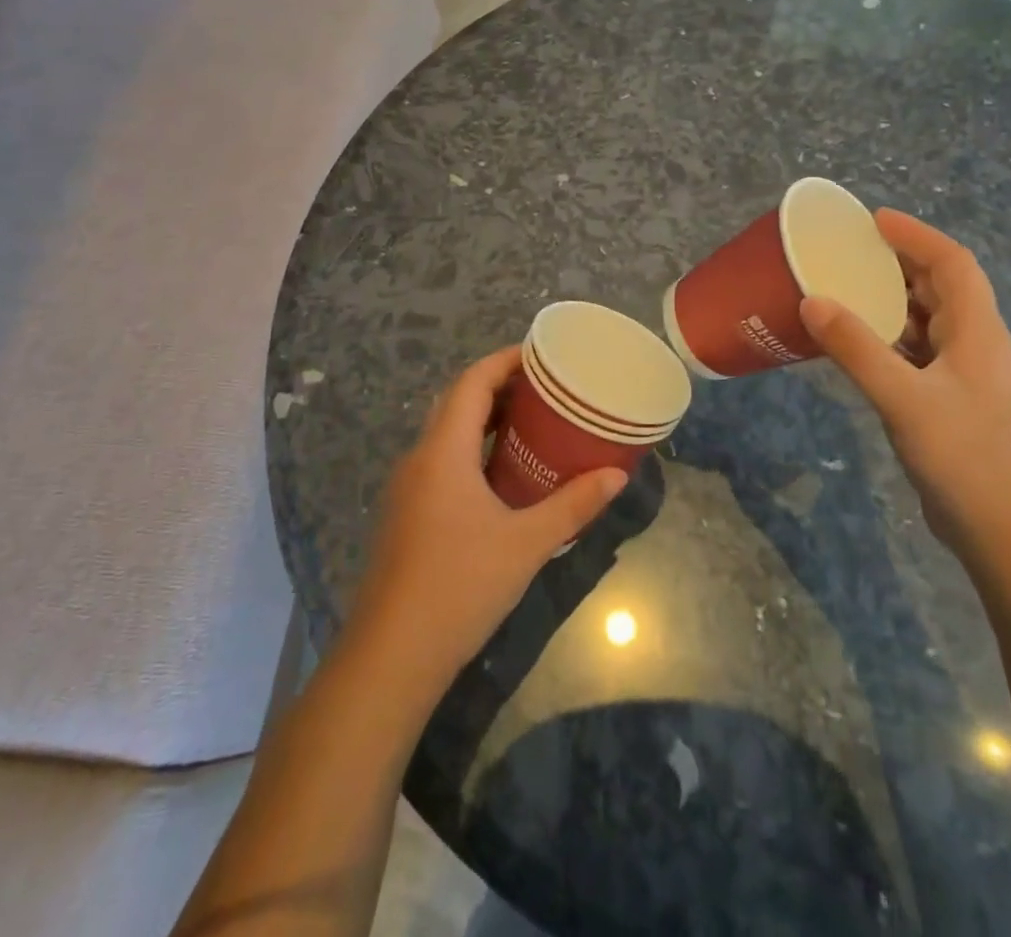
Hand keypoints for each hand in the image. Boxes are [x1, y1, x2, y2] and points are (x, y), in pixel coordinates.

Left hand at [347, 346, 629, 690]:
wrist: (392, 656)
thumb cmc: (460, 586)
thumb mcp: (526, 543)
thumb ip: (573, 505)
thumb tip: (618, 475)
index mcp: (443, 451)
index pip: (471, 382)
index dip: (504, 360)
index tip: (541, 354)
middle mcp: (419, 458)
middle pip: (457, 401)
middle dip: (498, 386)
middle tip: (544, 386)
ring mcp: (407, 488)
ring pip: (446, 432)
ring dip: (483, 418)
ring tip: (530, 421)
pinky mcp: (406, 514)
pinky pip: (441, 460)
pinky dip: (471, 448)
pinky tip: (501, 473)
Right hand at [799, 210, 1010, 566]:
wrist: (1004, 531)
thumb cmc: (964, 456)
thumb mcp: (904, 399)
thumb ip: (857, 349)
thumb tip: (812, 300)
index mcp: (977, 332)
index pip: (952, 263)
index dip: (916, 235)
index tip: (873, 220)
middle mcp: (976, 344)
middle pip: (940, 287)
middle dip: (899, 263)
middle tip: (850, 252)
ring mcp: (964, 375)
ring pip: (927, 321)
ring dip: (891, 301)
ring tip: (845, 290)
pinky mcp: (950, 401)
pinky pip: (916, 352)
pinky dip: (887, 338)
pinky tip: (855, 346)